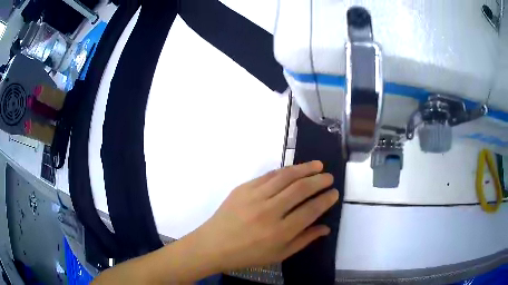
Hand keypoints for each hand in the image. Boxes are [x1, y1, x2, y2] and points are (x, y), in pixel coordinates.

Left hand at [185, 161, 337, 271]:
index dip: (326, 200)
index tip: (334, 193)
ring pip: (285, 176)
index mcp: (279, 232)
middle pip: (300, 189)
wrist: (213, 245)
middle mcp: (269, 211)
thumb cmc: (247, 255)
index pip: (311, 210)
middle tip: (329, 177)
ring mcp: (254, 197)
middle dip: (319, 180)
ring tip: (317, 165)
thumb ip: (304, 240)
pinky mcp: (243, 188)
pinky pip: (268, 175)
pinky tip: (293, 170)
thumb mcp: (278, 255)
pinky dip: (284, 171)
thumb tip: (325, 228)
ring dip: (304, 168)